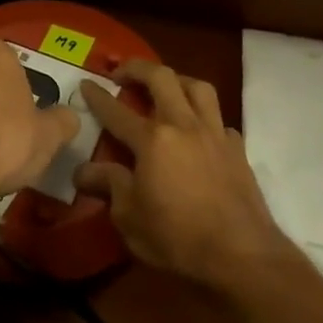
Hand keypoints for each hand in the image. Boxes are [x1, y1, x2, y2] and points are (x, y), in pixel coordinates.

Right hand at [78, 61, 295, 290]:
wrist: (241, 254)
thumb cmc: (177, 237)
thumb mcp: (129, 217)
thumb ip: (108, 186)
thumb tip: (81, 171)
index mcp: (152, 140)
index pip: (116, 111)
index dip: (97, 95)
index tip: (85, 82)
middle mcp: (184, 125)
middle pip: (161, 78)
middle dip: (138, 68)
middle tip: (123, 73)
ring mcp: (214, 134)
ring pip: (198, 87)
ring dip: (177, 80)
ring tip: (165, 87)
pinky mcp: (237, 149)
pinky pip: (220, 119)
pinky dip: (205, 117)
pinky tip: (199, 132)